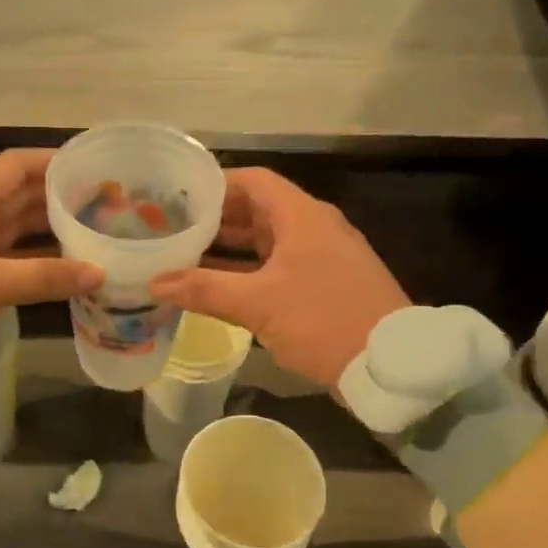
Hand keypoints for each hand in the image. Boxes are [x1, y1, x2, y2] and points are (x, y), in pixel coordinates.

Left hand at [0, 149, 100, 377]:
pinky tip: (57, 271)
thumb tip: (99, 272)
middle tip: (103, 207)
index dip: (54, 161)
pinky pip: (1, 255)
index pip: (18, 164)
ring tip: (90, 236)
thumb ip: (46, 277)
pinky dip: (28, 260)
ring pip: (11, 226)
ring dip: (46, 231)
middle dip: (58, 199)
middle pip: (19, 194)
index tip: (92, 168)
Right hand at [149, 168, 408, 388]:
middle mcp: (313, 227)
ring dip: (230, 250)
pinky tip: (219, 290)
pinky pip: (279, 267)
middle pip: (257, 210)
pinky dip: (249, 273)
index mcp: (301, 215)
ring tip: (186, 259)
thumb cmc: (323, 320)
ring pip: (267, 242)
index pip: (252, 181)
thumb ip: (204, 289)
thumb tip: (154, 283)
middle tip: (173, 231)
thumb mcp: (258, 304)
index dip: (215, 185)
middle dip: (216, 221)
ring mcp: (323, 256)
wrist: (392, 365)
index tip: (178, 199)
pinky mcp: (327, 284)